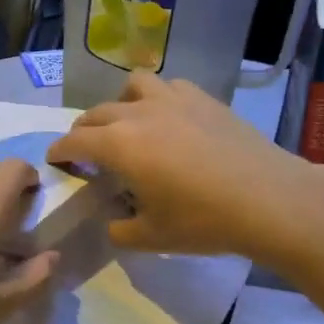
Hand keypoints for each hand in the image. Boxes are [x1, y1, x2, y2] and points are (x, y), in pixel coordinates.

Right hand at [48, 74, 323, 266]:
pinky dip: (158, 98)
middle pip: (97, 113)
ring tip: (128, 123)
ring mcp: (173, 100)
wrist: (268, 199)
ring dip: (120, 103)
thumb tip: (113, 221)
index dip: (59, 151)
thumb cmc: (204, 221)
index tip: (55, 159)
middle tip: (86, 150)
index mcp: (119, 145)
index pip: (75, 141)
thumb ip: (120, 229)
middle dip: (84, 130)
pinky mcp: (203, 99)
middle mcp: (139, 113)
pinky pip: (168, 86)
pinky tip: (169, 118)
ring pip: (133, 86)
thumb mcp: (152, 236)